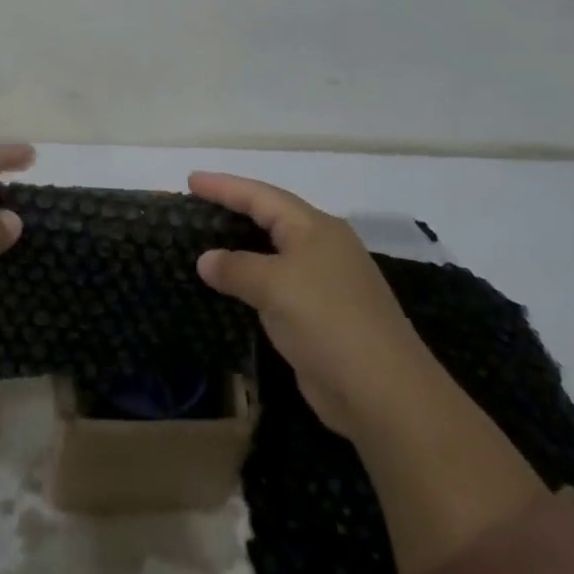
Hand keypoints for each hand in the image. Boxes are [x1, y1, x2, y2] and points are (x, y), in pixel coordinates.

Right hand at [192, 172, 436, 442]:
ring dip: (241, 248)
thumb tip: (206, 259)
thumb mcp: (274, 286)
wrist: (383, 393)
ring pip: (274, 254)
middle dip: (234, 209)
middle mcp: (323, 248)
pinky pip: (277, 286)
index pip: (261, 195)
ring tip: (206, 242)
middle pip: (271, 218)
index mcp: (316, 228)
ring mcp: (325, 283)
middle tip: (196, 206)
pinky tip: (231, 288)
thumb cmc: (327, 321)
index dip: (224, 186)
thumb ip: (236, 267)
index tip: (190, 179)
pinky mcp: (322, 317)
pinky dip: (252, 282)